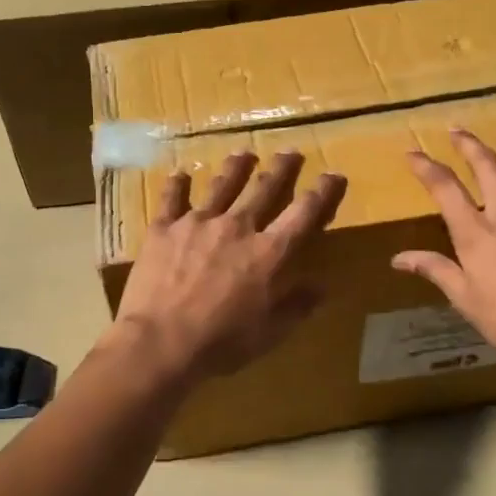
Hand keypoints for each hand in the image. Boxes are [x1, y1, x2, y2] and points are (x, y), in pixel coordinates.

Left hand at [110, 151, 346, 383]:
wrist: (161, 340)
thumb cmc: (222, 342)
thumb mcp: (270, 333)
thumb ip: (296, 305)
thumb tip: (321, 286)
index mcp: (269, 252)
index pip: (305, 213)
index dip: (323, 192)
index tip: (333, 176)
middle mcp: (238, 227)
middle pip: (265, 188)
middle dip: (282, 169)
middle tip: (291, 152)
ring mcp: (198, 222)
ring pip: (222, 185)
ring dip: (236, 168)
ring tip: (244, 154)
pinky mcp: (164, 228)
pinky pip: (172, 198)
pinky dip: (177, 185)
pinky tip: (180, 174)